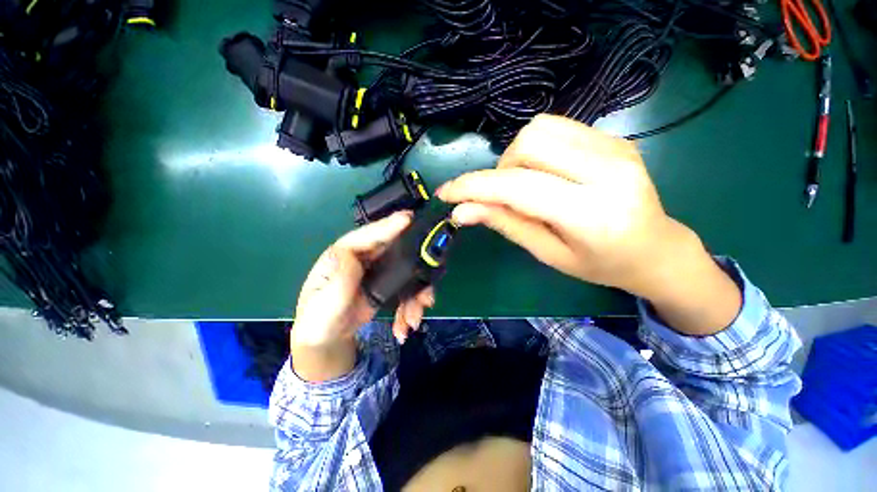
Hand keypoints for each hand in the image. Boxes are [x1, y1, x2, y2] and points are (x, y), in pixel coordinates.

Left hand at [291, 211, 433, 381]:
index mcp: (345, 255)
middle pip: (396, 250)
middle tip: (425, 283)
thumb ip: (338, 281)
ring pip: (407, 271)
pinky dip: (410, 307)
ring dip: (415, 295)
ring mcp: (379, 271)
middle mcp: (365, 258)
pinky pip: (407, 290)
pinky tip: (405, 326)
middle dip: (415, 265)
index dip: (388, 226)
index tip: (408, 218)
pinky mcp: (388, 286)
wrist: (328, 338)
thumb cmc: (319, 319)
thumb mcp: (324, 304)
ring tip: (413, 318)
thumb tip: (352, 256)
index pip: (367, 236)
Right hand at [438, 114, 740, 334]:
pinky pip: (558, 127)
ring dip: (517, 156)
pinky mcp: (614, 137)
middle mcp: (608, 169)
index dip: (474, 186)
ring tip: (526, 184)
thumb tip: (462, 211)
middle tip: (505, 195)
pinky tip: (546, 172)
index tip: (446, 193)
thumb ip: (506, 225)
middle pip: (528, 143)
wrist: (656, 249)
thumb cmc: (601, 264)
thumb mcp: (548, 253)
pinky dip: (536, 148)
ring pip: (540, 128)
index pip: (517, 186)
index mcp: (591, 213)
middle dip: (501, 168)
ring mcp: (616, 146)